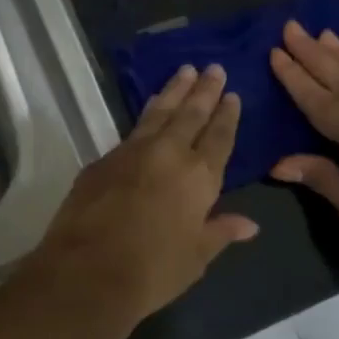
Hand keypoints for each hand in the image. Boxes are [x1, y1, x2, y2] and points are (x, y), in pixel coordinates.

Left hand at [22, 64, 257, 327]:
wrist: (88, 271)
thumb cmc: (152, 270)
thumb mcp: (196, 257)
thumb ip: (221, 232)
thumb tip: (250, 224)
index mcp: (199, 177)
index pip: (218, 137)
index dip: (226, 115)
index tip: (232, 94)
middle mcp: (168, 154)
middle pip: (190, 114)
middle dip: (204, 91)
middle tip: (213, 67)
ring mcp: (132, 152)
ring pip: (159, 113)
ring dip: (174, 91)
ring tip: (184, 71)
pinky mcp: (103, 160)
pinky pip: (132, 129)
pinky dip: (147, 114)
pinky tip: (150, 109)